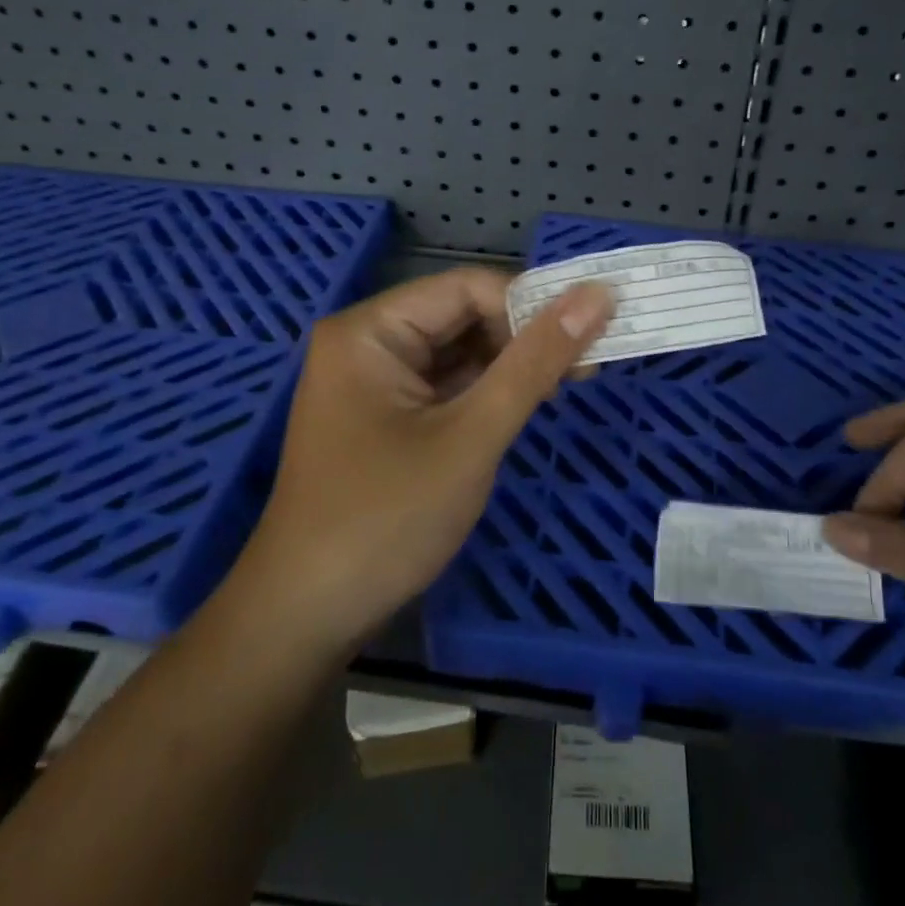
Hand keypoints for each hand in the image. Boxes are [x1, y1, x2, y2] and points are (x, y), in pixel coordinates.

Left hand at [230, 268, 613, 654]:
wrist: (307, 617)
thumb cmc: (386, 519)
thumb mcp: (471, 435)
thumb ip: (535, 362)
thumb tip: (597, 295)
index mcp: (370, 330)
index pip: (467, 288)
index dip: (532, 305)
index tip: (592, 335)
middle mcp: (366, 343)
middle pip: (461, 316)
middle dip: (523, 338)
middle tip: (587, 367)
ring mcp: (372, 383)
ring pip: (457, 353)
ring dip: (509, 367)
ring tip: (565, 386)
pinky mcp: (383, 417)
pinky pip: (444, 386)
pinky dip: (485, 393)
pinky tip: (523, 406)